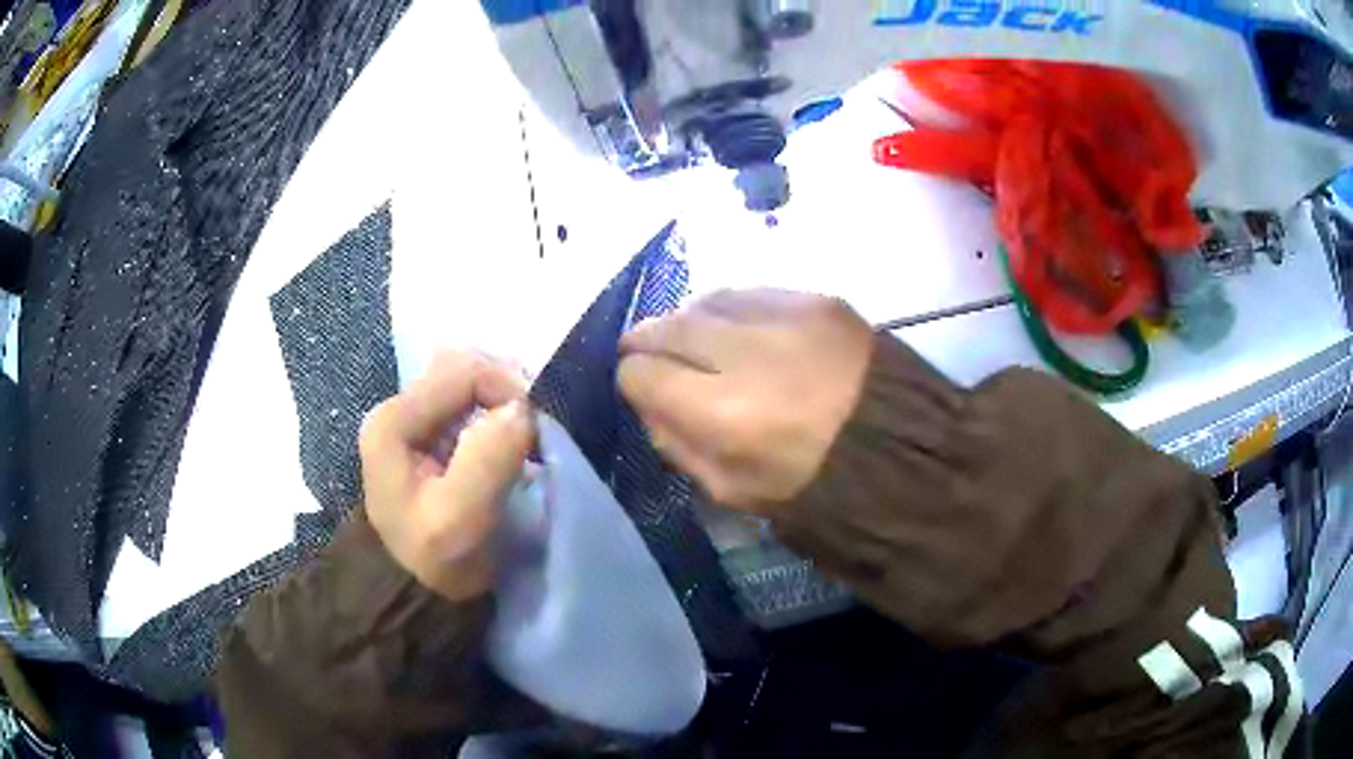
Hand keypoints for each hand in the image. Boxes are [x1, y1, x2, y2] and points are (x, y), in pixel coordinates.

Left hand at [358, 351, 533, 600]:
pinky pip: (468, 401)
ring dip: (504, 399)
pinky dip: (496, 410)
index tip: (540, 429)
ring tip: (528, 433)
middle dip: (508, 389)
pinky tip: (511, 437)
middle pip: (464, 368)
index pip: (462, 371)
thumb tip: (522, 409)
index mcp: (394, 420)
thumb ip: (488, 459)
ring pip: (467, 380)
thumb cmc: (434, 560)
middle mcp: (397, 408)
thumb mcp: (460, 519)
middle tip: (538, 428)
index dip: (508, 389)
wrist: (415, 591)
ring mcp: (411, 418)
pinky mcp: (427, 433)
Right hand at [618, 289, 872, 512]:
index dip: (634, 382)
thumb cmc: (816, 486)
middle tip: (652, 356)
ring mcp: (785, 315)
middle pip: (666, 325)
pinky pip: (751, 292)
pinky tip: (739, 330)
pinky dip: (733, 310)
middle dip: (648, 342)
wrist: (906, 450)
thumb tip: (649, 403)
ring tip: (695, 341)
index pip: (641, 373)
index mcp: (722, 413)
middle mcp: (746, 351)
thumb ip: (678, 444)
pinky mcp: (818, 298)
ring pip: (705, 300)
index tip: (645, 391)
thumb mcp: (734, 491)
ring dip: (689, 320)